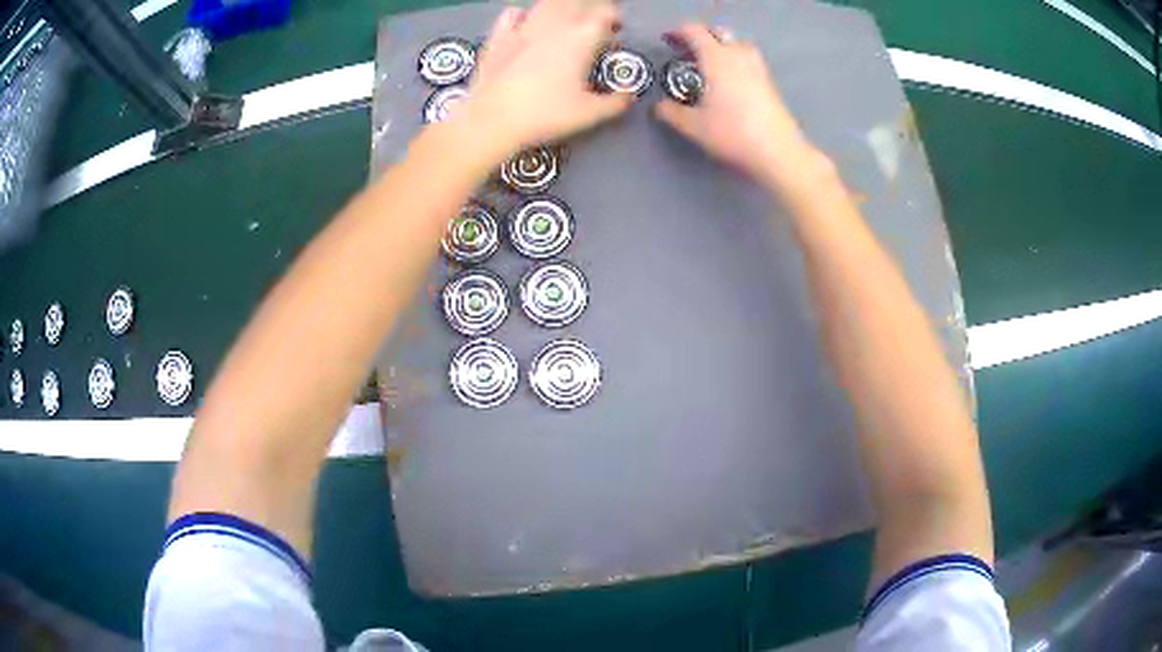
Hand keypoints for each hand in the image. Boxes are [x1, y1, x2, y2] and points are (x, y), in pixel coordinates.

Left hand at [461, 0, 633, 153]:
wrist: (490, 120)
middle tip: (593, 28)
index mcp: (582, 37)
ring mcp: (523, 27)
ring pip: (547, 4)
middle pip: (578, 3)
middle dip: (590, 10)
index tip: (616, 33)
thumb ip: (616, 102)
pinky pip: (513, 13)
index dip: (614, 19)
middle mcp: (555, 24)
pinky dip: (524, 15)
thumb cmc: (545, 116)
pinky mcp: (498, 36)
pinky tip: (527, 25)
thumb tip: (630, 94)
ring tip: (565, 24)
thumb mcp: (589, 114)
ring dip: (562, 8)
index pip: (606, 13)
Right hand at [655, 24, 821, 189]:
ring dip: (722, 46)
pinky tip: (729, 79)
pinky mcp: (769, 82)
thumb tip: (658, 106)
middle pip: (719, 33)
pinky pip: (748, 59)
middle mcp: (738, 56)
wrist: (778, 151)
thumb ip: (671, 112)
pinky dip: (735, 60)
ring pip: (737, 44)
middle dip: (701, 36)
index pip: (695, 32)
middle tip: (688, 51)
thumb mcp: (693, 126)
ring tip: (710, 63)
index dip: (678, 32)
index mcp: (716, 58)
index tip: (667, 39)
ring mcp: (757, 68)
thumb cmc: (733, 133)